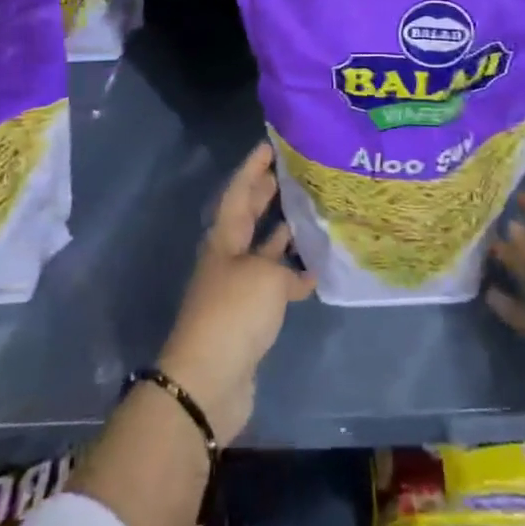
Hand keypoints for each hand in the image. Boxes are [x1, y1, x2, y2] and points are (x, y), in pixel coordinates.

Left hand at [158, 143, 314, 445]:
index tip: (269, 145)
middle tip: (288, 172)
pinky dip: (292, 277)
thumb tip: (301, 269)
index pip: (238, 192)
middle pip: (246, 217)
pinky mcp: (249, 318)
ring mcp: (237, 288)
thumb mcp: (264, 277)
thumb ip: (285, 266)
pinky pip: (273, 285)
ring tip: (307, 213)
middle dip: (264, 194)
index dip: (252, 168)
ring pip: (261, 250)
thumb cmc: (233, 313)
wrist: (209, 381)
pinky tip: (316, 271)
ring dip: (280, 233)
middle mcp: (228, 258)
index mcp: (223, 239)